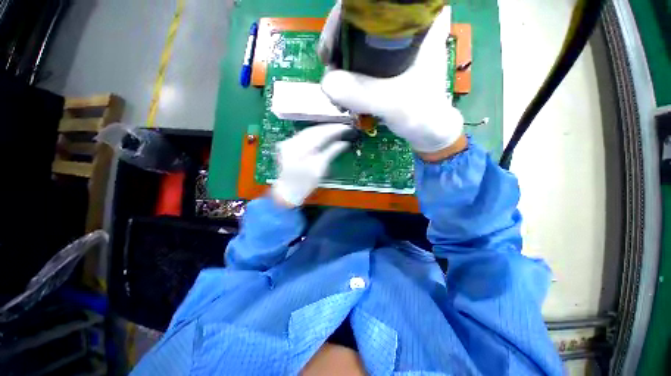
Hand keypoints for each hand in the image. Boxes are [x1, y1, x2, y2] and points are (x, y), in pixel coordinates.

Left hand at [271, 124, 351, 206]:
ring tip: (335, 130)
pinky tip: (323, 134)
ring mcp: (288, 143)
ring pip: (309, 131)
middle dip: (329, 128)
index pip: (320, 134)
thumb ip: (331, 153)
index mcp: (299, 150)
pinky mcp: (288, 145)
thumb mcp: (320, 169)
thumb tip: (343, 144)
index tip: (345, 128)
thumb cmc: (305, 183)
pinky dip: (315, 134)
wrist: (288, 190)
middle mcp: (292, 142)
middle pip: (313, 130)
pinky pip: (304, 135)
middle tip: (342, 127)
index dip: (334, 130)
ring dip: (322, 130)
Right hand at [318, 5, 463, 154]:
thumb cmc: (421, 114)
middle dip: (339, 42)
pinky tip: (343, 88)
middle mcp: (407, 27)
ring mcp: (397, 46)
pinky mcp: (389, 63)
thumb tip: (326, 82)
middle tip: (329, 68)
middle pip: (361, 19)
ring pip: (359, 39)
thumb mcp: (394, 103)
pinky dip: (349, 72)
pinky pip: (362, 58)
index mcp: (420, 23)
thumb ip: (363, 93)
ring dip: (341, 61)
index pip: (375, 1)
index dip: (346, 16)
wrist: (427, 131)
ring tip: (334, 86)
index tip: (331, 45)